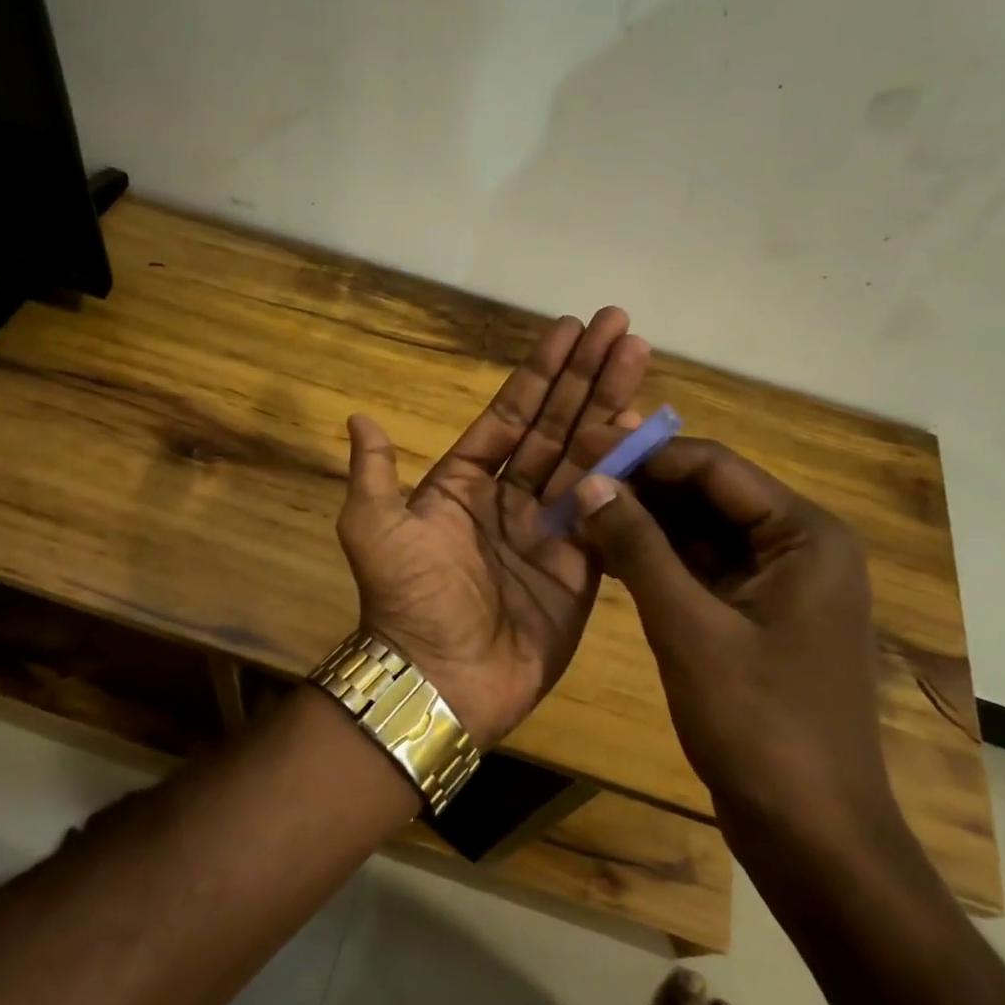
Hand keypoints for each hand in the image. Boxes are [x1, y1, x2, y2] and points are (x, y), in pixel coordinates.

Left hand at [335, 308, 649, 745]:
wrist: (440, 679)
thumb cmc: (407, 599)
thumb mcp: (373, 528)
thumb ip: (374, 472)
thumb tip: (358, 417)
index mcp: (462, 484)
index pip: (510, 415)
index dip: (539, 373)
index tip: (569, 329)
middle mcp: (508, 499)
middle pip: (556, 424)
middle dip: (585, 375)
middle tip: (620, 325)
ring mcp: (548, 530)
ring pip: (585, 457)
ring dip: (612, 406)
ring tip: (638, 356)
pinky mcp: (580, 565)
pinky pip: (606, 508)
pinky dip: (625, 471)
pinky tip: (646, 429)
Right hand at [572, 439, 898, 853]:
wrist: (812, 836)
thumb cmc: (760, 727)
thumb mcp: (689, 629)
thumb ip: (638, 548)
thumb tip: (588, 482)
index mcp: (805, 536)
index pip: (713, 467)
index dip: (643, 454)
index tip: (579, 448)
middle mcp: (797, 548)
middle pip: (707, 496)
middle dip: (639, 487)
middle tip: (569, 478)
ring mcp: (776, 585)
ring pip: (698, 533)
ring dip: (641, 523)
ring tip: (575, 510)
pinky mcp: (753, 618)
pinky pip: (698, 571)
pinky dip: (654, 561)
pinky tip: (603, 553)